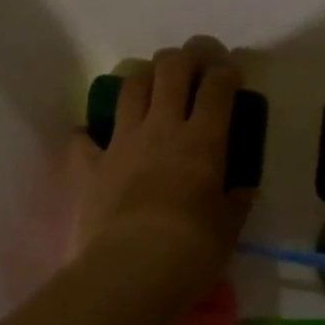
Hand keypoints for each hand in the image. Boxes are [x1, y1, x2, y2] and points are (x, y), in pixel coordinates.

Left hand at [73, 37, 254, 296]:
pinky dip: (88, 134)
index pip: (218, 86)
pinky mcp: (90, 165)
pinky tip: (92, 137)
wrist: (133, 269)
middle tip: (194, 62)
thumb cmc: (193, 248)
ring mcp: (122, 142)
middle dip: (185, 56)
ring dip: (143, 75)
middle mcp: (162, 128)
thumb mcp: (229, 226)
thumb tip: (242, 189)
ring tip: (152, 81)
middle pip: (171, 69)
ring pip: (130, 87)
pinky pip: (83, 139)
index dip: (227, 70)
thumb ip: (236, 200)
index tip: (232, 70)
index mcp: (203, 139)